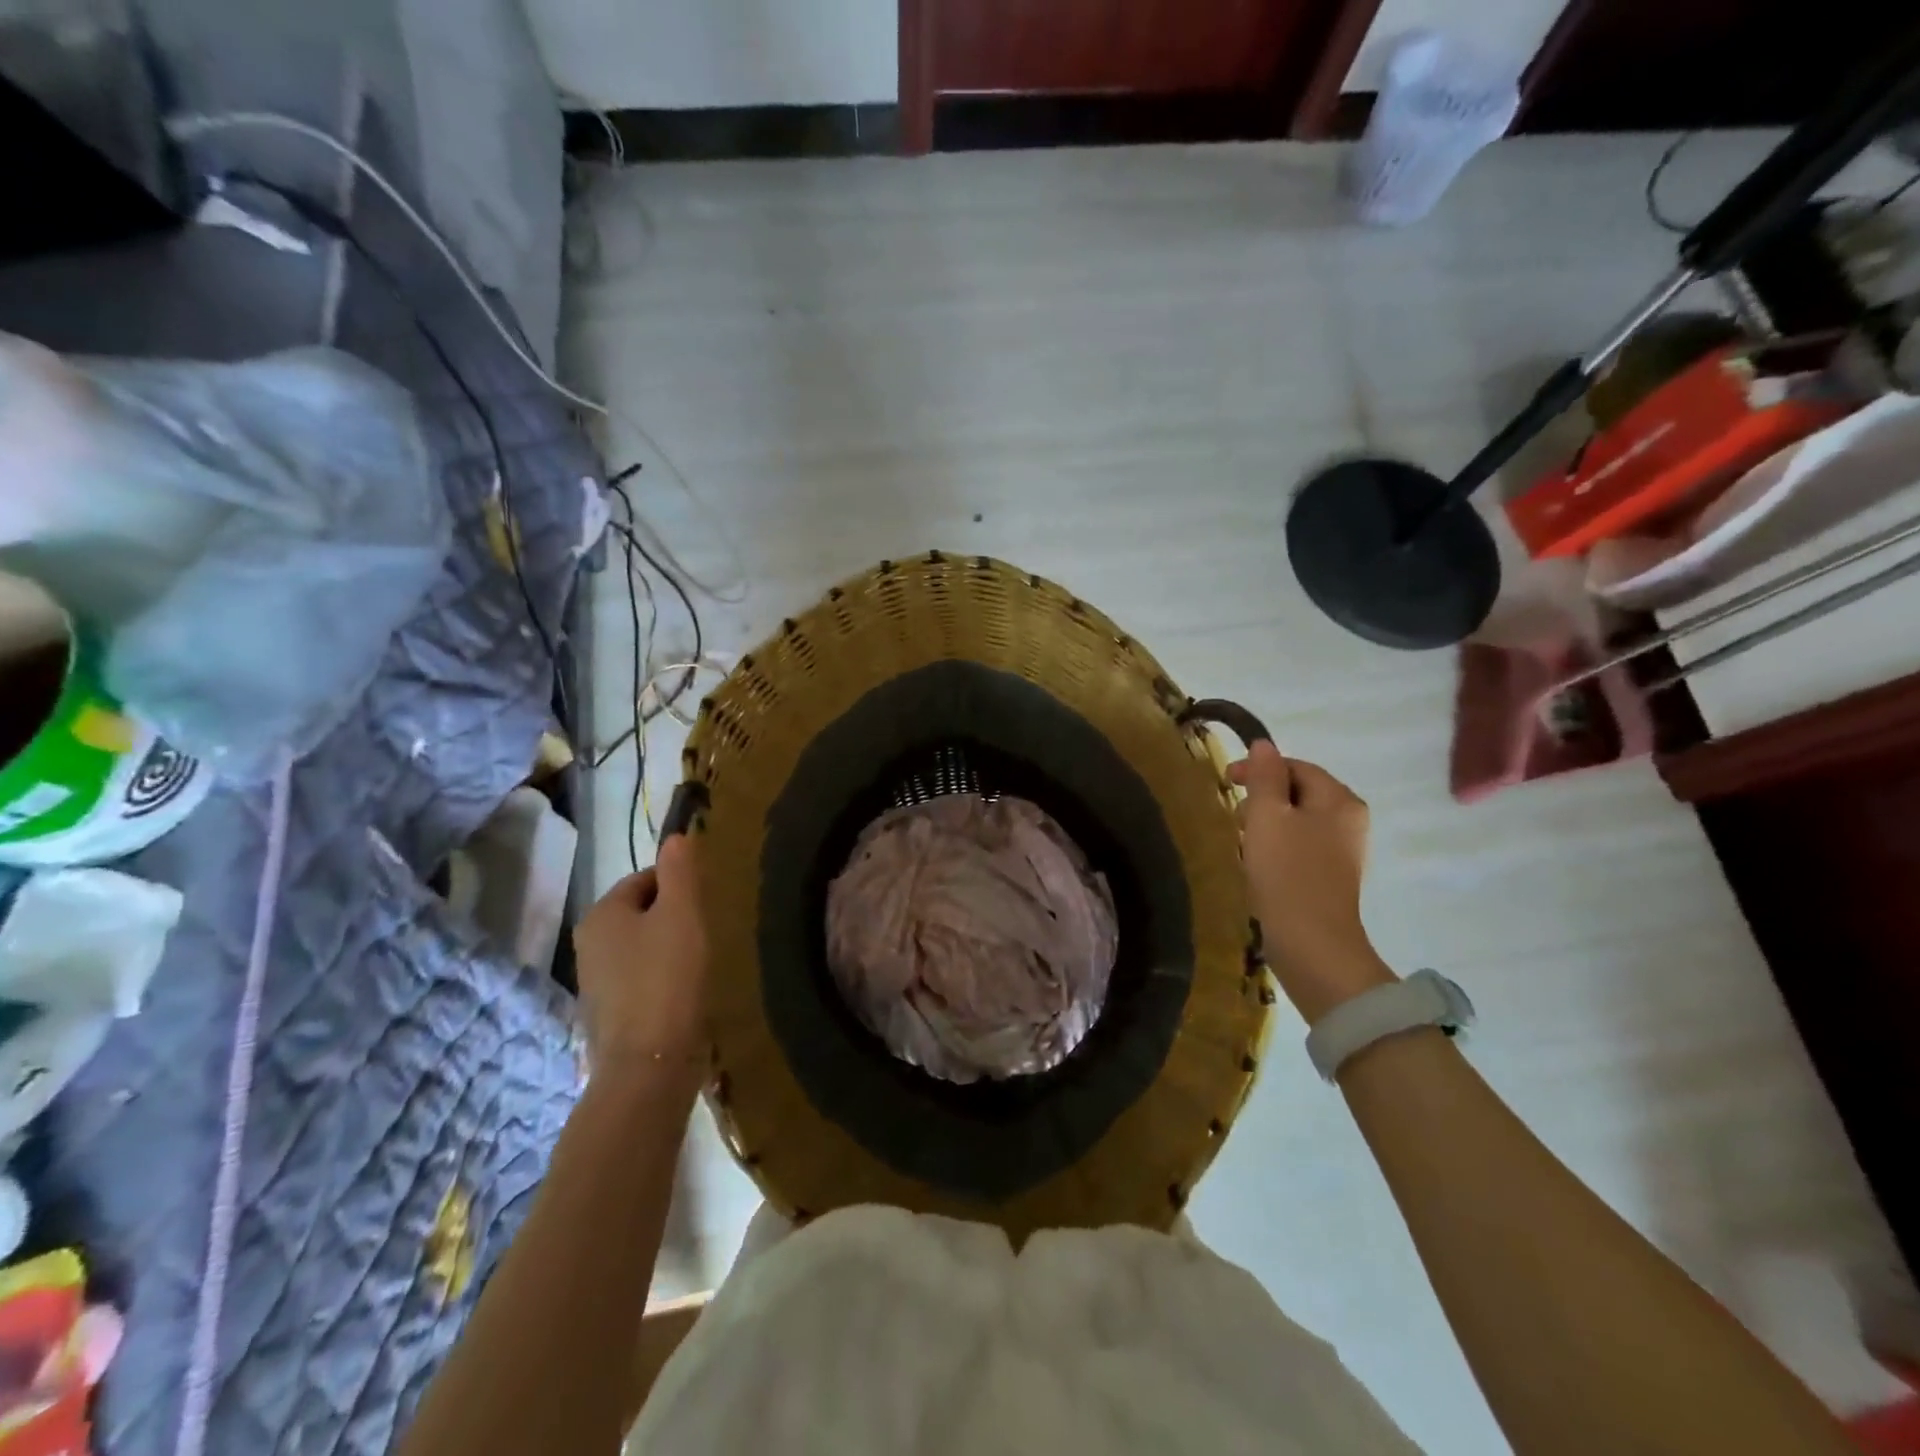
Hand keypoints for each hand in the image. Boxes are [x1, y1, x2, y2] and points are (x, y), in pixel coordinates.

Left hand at [573, 834, 708, 1088]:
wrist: (648, 1066)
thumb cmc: (667, 978)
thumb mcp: (682, 914)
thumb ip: (680, 871)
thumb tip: (677, 836)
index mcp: (601, 914)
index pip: (644, 879)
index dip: (678, 885)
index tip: (705, 905)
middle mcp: (588, 944)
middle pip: (641, 913)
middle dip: (673, 917)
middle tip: (706, 932)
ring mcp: (595, 983)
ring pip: (641, 947)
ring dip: (669, 948)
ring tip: (700, 962)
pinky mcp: (609, 1015)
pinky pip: (640, 979)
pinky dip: (663, 979)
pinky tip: (685, 993)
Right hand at [1229, 741, 1392, 1022]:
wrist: (1312, 944)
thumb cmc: (1287, 873)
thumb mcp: (1266, 816)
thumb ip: (1263, 777)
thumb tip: (1263, 745)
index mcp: (1339, 799)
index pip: (1296, 766)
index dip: (1258, 769)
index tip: (1224, 782)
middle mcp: (1350, 820)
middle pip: (1298, 792)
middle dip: (1262, 798)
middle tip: (1233, 816)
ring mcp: (1343, 851)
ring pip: (1297, 821)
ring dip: (1266, 824)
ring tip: (1242, 842)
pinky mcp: (1331, 877)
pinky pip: (1300, 846)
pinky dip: (1276, 846)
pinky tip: (1258, 865)